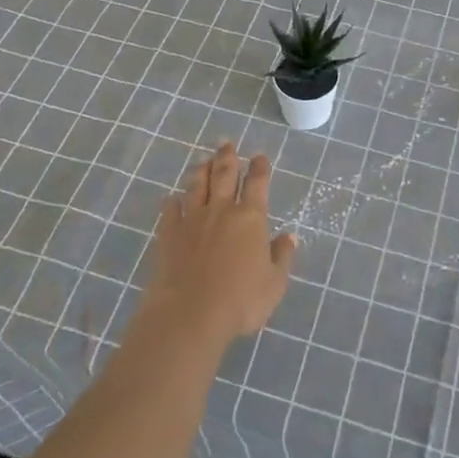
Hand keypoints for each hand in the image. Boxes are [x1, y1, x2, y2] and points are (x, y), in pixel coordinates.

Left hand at [139, 141, 296, 351]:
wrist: (190, 314)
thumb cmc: (240, 301)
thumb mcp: (274, 284)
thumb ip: (282, 257)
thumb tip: (289, 237)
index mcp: (251, 218)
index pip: (257, 183)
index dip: (259, 168)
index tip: (259, 156)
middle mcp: (222, 210)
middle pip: (224, 175)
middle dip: (227, 157)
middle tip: (226, 143)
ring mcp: (192, 220)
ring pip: (197, 185)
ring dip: (201, 170)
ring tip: (203, 160)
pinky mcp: (169, 234)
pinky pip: (170, 211)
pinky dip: (172, 202)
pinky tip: (172, 198)